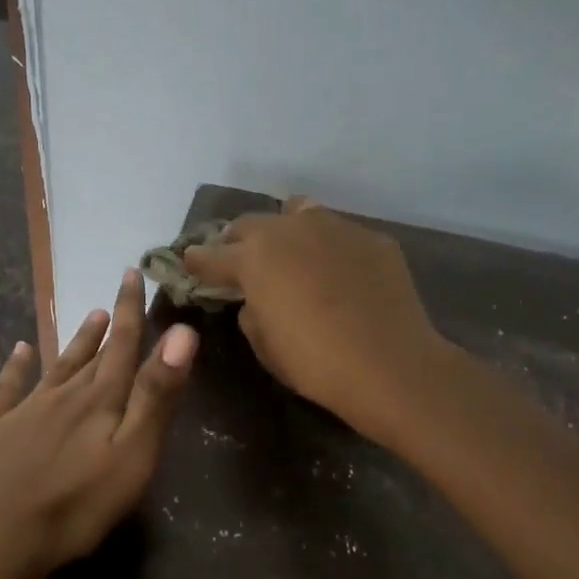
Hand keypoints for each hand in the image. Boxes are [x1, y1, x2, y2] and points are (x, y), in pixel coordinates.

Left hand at [0, 269, 197, 578]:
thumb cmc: (74, 505)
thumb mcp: (132, 455)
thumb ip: (155, 395)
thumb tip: (182, 332)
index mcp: (100, 402)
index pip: (123, 347)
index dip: (132, 311)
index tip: (134, 274)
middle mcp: (63, 396)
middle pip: (92, 355)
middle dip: (109, 325)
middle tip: (115, 296)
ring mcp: (23, 411)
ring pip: (55, 368)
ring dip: (74, 343)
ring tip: (88, 317)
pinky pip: (5, 389)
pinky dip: (14, 367)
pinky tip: (18, 350)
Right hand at [181, 197, 443, 444]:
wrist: (389, 365)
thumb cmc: (314, 362)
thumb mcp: (264, 344)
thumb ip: (250, 311)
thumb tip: (256, 298)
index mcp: (253, 258)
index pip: (210, 255)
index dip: (196, 262)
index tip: (189, 265)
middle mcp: (289, 229)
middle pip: (250, 224)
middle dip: (238, 243)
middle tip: (241, 264)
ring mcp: (334, 227)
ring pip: (297, 213)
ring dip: (284, 231)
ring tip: (290, 255)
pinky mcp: (371, 238)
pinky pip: (338, 233)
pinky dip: (326, 247)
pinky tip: (337, 273)